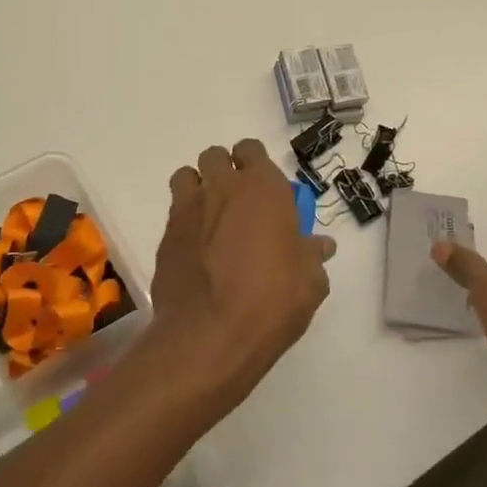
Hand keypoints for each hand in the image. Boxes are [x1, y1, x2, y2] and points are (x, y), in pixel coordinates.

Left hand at [151, 139, 335, 404]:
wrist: (210, 335)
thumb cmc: (272, 301)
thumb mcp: (310, 282)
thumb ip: (312, 255)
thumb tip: (320, 246)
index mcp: (263, 188)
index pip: (252, 150)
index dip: (255, 165)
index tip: (263, 189)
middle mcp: (223, 188)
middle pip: (215, 156)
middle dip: (224, 172)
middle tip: (237, 203)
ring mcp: (188, 209)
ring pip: (187, 177)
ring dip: (198, 189)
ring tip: (211, 219)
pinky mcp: (166, 236)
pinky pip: (175, 214)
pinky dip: (185, 223)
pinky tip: (196, 251)